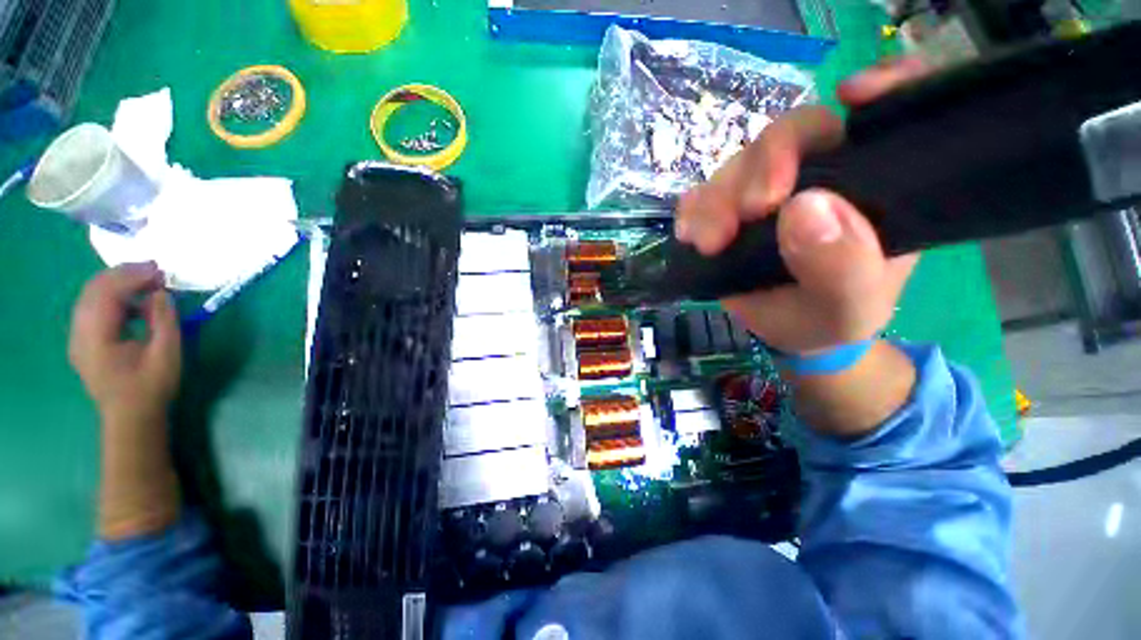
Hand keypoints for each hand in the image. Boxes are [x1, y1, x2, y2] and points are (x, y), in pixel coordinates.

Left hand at [69, 262, 181, 425]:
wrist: (132, 419)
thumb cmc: (151, 388)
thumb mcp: (166, 354)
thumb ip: (164, 321)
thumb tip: (161, 293)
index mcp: (96, 338)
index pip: (106, 294)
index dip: (132, 277)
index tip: (160, 270)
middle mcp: (80, 333)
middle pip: (94, 290)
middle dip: (123, 275)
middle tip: (155, 270)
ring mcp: (79, 337)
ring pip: (91, 297)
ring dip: (118, 284)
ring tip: (147, 282)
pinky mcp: (84, 341)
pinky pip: (93, 309)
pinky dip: (114, 298)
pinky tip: (135, 303)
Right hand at [675, 58, 929, 353]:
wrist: (783, 330)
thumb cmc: (828, 317)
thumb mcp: (849, 307)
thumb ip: (842, 267)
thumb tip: (805, 208)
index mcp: (872, 186)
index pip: (887, 116)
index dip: (884, 82)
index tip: (854, 97)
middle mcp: (823, 173)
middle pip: (794, 133)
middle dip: (766, 163)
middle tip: (749, 210)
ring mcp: (768, 186)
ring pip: (740, 163)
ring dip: (717, 198)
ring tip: (710, 243)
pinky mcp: (728, 204)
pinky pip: (703, 192)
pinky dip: (693, 210)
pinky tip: (690, 235)